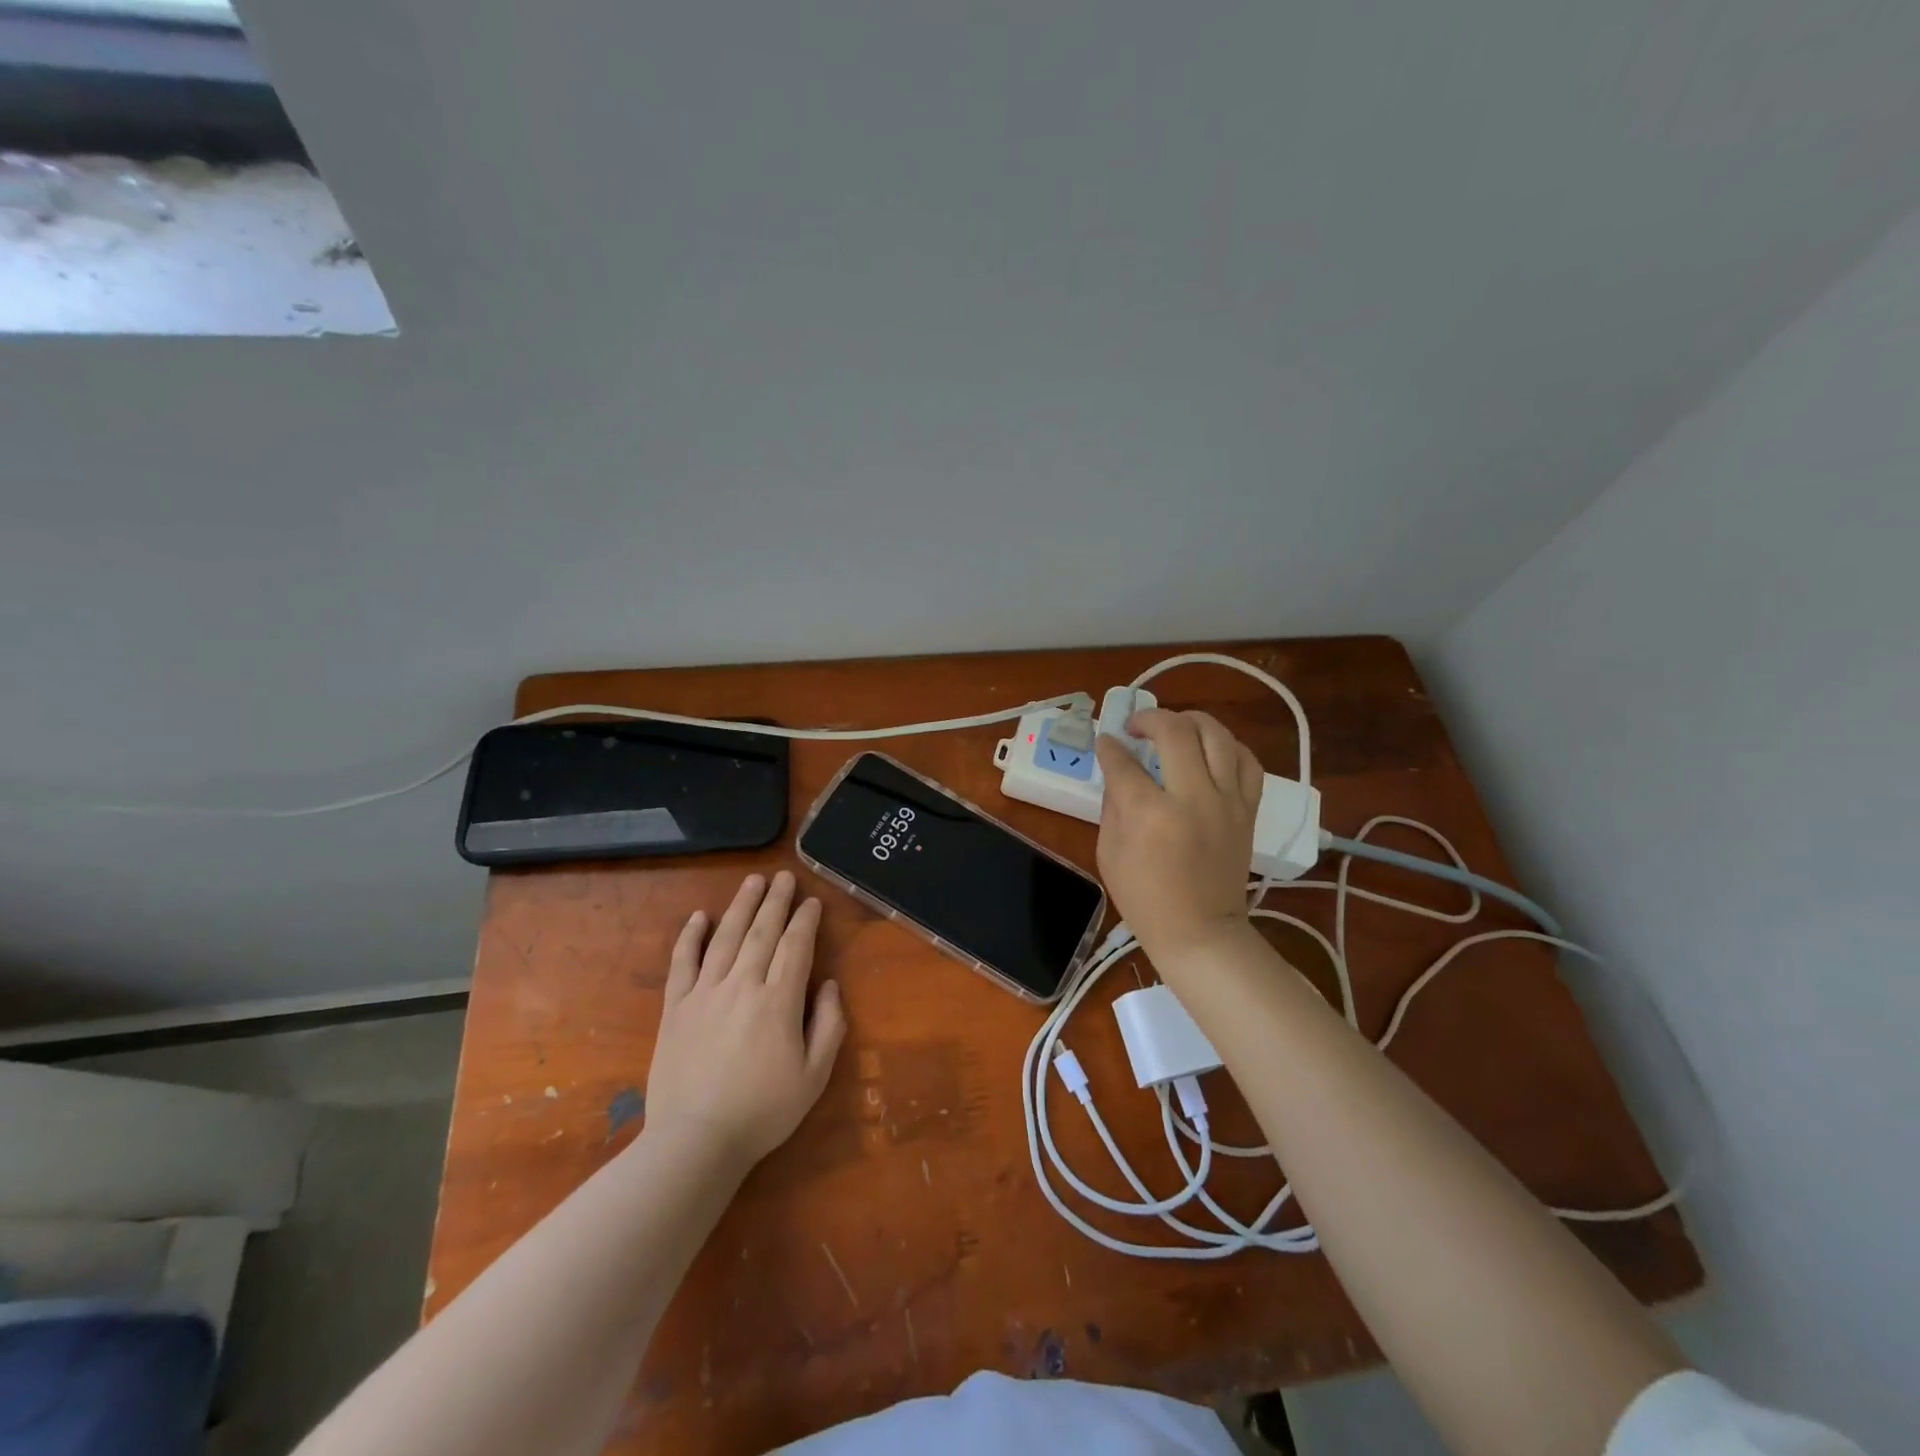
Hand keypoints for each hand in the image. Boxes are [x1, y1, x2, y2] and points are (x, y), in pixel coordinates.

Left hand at [641, 871, 846, 1172]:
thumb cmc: (763, 1112)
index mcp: (779, 1001)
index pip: (796, 947)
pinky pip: (682, 963)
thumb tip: (830, 985)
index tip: (812, 901)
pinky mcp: (675, 1008)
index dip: (805, 920)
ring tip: (753, 881)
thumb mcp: (814, 1076)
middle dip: (776, 901)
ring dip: (741, 906)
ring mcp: (705, 993)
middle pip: (762, 932)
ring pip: (725, 937)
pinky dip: (690, 936)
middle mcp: (742, 985)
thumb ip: (829, 1025)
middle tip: (784, 876)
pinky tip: (700, 916)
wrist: (695, 1142)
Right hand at [1095, 709, 1262, 960]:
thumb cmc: (1145, 898)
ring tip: (1175, 726)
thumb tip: (1118, 770)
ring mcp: (1227, 801)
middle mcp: (1192, 797)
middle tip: (1136, 726)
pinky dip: (1228, 746)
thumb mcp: (1109, 853)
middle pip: (1175, 732)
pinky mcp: (1247, 809)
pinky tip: (1210, 749)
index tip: (1106, 741)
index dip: (1109, 747)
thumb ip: (1113, 804)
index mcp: (1150, 813)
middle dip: (1149, 719)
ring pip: (1217, 736)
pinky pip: (1247, 761)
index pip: (1124, 762)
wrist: (1201, 931)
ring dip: (1191, 720)